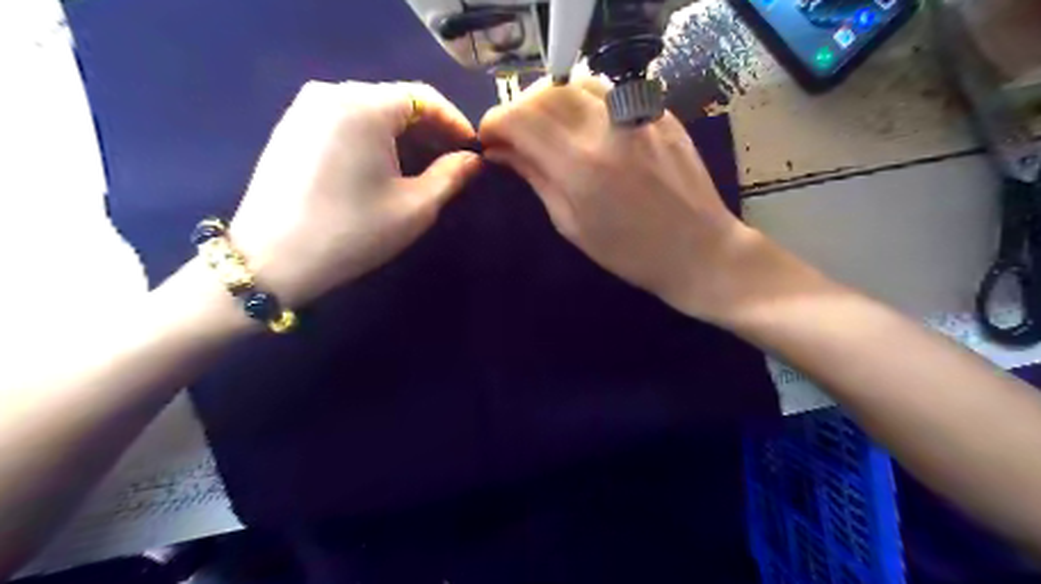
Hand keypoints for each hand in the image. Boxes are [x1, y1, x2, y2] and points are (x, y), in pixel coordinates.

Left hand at [227, 79, 479, 304]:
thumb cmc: (353, 232)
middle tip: (452, 161)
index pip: (424, 97)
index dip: (455, 122)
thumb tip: (473, 160)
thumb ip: (451, 176)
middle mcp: (330, 93)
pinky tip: (383, 166)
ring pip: (369, 110)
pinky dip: (372, 137)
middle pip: (395, 100)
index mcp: (363, 106)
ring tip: (423, 166)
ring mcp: (304, 108)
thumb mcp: (415, 207)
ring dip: (402, 135)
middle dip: (429, 129)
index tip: (474, 149)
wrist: (272, 262)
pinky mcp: (291, 127)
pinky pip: (344, 121)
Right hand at [477, 78, 757, 320]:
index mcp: (580, 164)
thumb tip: (503, 151)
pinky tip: (582, 125)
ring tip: (547, 129)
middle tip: (515, 138)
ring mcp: (636, 113)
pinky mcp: (657, 111)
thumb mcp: (571, 224)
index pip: (519, 117)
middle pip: (544, 93)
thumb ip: (536, 178)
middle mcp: (605, 127)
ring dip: (550, 101)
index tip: (489, 140)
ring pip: (575, 83)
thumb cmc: (629, 253)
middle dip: (518, 111)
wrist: (697, 249)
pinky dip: (583, 100)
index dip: (494, 123)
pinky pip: (608, 90)